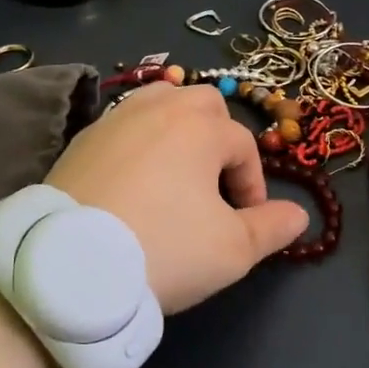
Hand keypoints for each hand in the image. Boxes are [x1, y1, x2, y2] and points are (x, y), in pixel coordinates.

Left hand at [45, 82, 308, 312]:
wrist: (69, 265)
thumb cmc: (163, 250)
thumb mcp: (232, 250)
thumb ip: (272, 228)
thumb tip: (299, 215)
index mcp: (200, 127)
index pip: (243, 146)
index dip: (254, 185)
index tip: (247, 223)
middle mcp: (159, 109)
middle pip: (203, 105)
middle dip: (219, 139)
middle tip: (214, 185)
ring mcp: (115, 119)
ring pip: (160, 102)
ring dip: (178, 128)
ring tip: (177, 170)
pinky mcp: (82, 138)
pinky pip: (124, 123)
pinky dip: (139, 139)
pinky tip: (133, 177)